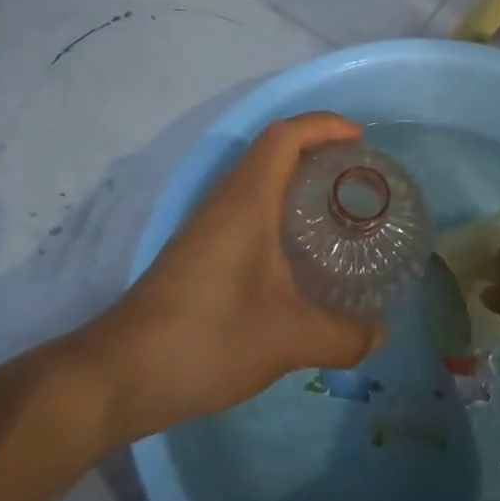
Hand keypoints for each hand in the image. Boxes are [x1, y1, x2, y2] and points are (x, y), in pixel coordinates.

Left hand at [87, 113, 383, 442]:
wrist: (119, 374)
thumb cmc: (207, 339)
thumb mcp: (288, 340)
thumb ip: (343, 337)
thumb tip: (380, 336)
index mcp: (246, 202)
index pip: (284, 136)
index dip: (323, 126)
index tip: (360, 140)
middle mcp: (224, 202)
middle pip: (272, 151)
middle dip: (317, 150)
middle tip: (358, 177)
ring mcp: (207, 227)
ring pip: (257, 181)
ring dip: (296, 180)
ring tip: (337, 208)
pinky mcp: (198, 252)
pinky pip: (246, 210)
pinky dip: (278, 211)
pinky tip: (299, 253)